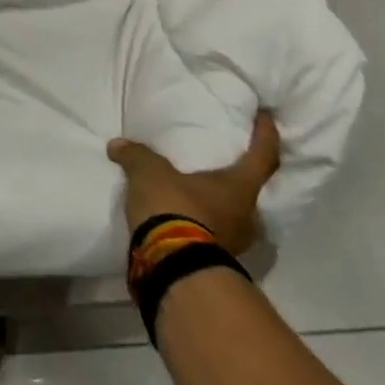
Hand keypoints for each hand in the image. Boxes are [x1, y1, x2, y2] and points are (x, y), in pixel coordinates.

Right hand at [107, 110, 280, 256]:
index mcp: (239, 188)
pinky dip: (200, 224)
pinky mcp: (214, 261)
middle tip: (220, 163)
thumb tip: (118, 145)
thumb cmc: (174, 208)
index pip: (263, 156)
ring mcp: (233, 243)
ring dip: (216, 204)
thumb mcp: (149, 172)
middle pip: (249, 190)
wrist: (171, 267)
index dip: (266, 135)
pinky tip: (182, 218)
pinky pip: (212, 234)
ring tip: (195, 192)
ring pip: (231, 216)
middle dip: (236, 177)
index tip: (266, 117)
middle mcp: (246, 216)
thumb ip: (136, 155)